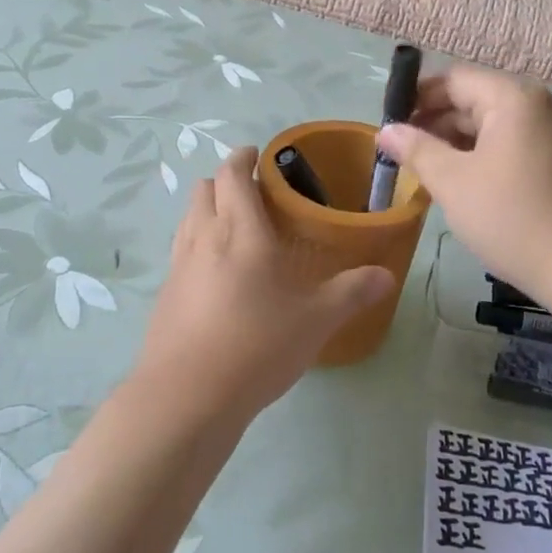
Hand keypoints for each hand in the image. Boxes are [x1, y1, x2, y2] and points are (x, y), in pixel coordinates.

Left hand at [132, 147, 393, 420]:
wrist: (187, 397)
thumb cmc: (257, 345)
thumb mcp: (316, 320)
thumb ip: (352, 292)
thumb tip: (387, 274)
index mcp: (241, 231)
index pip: (233, 174)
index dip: (243, 158)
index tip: (259, 155)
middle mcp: (203, 238)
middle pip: (203, 189)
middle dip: (225, 181)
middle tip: (253, 194)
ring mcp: (178, 267)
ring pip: (187, 218)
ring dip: (208, 210)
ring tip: (235, 229)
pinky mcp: (165, 296)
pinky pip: (180, 252)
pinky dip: (196, 245)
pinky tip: (217, 277)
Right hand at [377, 67, 551, 305]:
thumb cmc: (512, 218)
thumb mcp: (453, 182)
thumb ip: (416, 150)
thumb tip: (386, 130)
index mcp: (514, 98)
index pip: (454, 79)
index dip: (417, 97)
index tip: (389, 125)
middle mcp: (539, 105)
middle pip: (475, 99)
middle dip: (435, 122)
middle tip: (401, 154)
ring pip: (493, 125)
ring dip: (457, 142)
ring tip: (425, 171)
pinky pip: (513, 145)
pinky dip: (483, 156)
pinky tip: (462, 184)